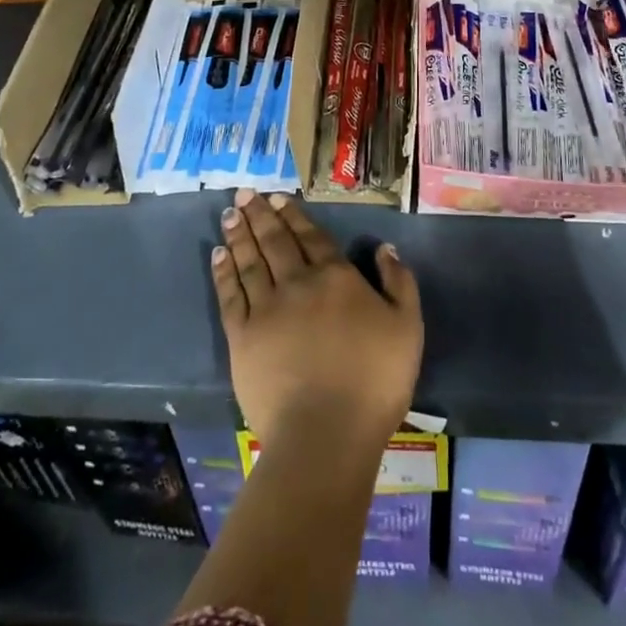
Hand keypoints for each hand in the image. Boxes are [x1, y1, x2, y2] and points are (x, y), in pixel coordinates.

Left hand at [212, 189, 422, 451]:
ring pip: (250, 261)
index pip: (311, 237)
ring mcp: (266, 308)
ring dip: (240, 234)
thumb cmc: (374, 381)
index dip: (294, 215)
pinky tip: (218, 255)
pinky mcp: (243, 338)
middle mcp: (297, 283)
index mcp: (336, 277)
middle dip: (260, 214)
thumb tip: (384, 248)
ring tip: (230, 213)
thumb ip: (399, 282)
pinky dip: (223, 272)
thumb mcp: (407, 327)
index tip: (277, 197)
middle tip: (244, 192)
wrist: (325, 433)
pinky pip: (230, 295)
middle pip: (275, 241)